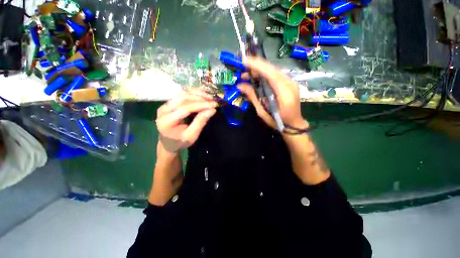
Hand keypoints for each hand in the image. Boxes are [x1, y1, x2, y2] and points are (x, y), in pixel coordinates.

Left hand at [156, 88, 217, 153]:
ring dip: (197, 93)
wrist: (168, 143)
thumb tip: (212, 110)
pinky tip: (202, 93)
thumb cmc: (180, 142)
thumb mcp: (192, 135)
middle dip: (200, 98)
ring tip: (209, 96)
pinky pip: (181, 94)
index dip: (201, 105)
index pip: (185, 108)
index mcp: (167, 121)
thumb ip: (200, 122)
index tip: (214, 105)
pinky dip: (193, 92)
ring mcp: (165, 105)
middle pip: (183, 98)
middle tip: (213, 100)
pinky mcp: (169, 103)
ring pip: (182, 93)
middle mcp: (163, 110)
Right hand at [238, 57, 308, 129]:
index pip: (270, 73)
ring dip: (259, 71)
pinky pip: (275, 75)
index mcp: (284, 92)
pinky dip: (264, 75)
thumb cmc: (277, 121)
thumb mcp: (262, 111)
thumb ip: (253, 96)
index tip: (244, 61)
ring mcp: (290, 82)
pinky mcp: (288, 83)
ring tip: (246, 75)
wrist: (293, 125)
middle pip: (272, 69)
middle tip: (242, 68)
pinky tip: (256, 78)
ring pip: (273, 71)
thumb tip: (240, 86)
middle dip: (256, 66)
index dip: (257, 65)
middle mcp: (289, 83)